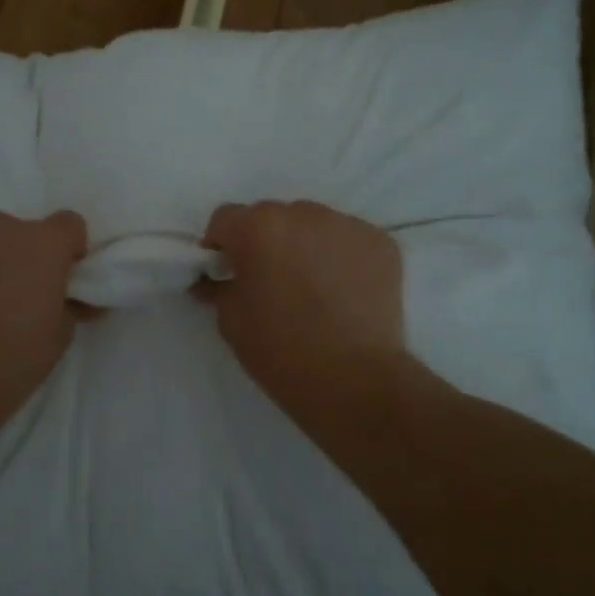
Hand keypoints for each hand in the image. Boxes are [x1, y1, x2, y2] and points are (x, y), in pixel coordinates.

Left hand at [0, 211, 87, 428]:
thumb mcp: (60, 336)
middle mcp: (3, 226)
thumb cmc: (13, 359)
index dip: (67, 249)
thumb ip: (70, 305)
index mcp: (45, 244)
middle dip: (20, 256)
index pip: (68, 224)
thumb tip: (78, 299)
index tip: (60, 276)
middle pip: (20, 231)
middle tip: (13, 295)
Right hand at [199, 200, 411, 436]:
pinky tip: (344, 292)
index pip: (226, 219)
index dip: (220, 244)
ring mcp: (347, 225)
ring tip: (312, 287)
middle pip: (272, 217)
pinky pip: (349, 241)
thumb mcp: (231, 322)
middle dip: (265, 242)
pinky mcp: (381, 243)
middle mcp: (302, 213)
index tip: (225, 272)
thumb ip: (218, 289)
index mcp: (258, 227)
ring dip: (304, 245)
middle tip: (269, 281)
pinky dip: (341, 258)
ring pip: (314, 225)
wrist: (354, 381)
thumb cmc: (281, 351)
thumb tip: (213, 280)